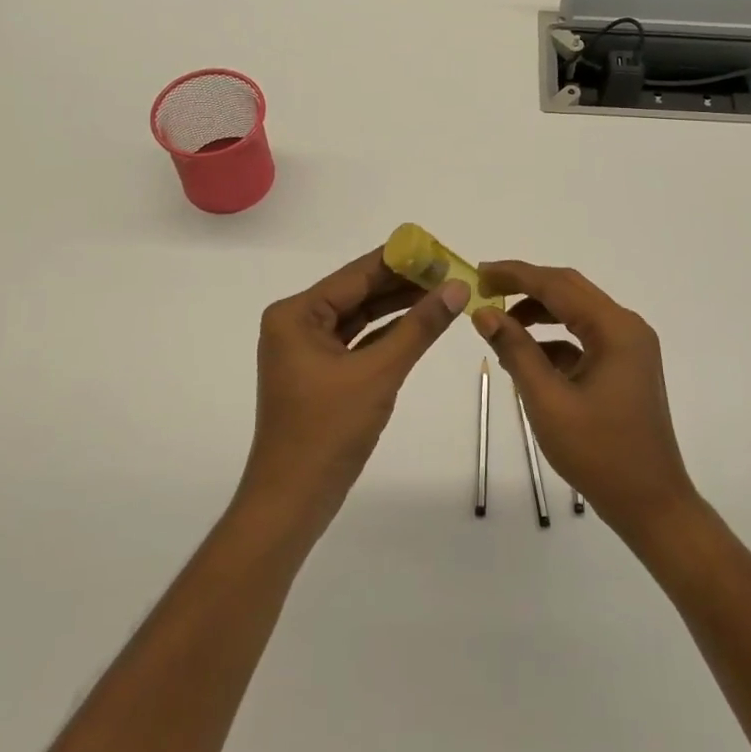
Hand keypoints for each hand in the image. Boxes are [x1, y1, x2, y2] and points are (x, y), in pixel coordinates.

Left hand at [242, 247, 468, 534]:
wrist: (292, 501)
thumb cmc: (328, 431)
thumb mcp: (379, 373)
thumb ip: (419, 327)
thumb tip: (457, 287)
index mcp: (296, 314)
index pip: (356, 274)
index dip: (401, 260)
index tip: (440, 250)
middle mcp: (296, 324)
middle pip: (358, 292)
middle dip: (403, 284)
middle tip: (451, 272)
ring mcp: (306, 350)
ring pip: (360, 318)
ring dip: (399, 308)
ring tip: (444, 293)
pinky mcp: (319, 373)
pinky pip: (358, 343)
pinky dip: (387, 335)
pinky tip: (421, 324)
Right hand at [472, 261, 699, 544]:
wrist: (651, 505)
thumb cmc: (599, 453)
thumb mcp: (548, 401)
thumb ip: (516, 351)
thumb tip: (484, 313)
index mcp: (615, 329)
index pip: (558, 285)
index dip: (516, 275)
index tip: (479, 273)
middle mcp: (626, 328)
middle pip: (569, 291)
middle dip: (525, 287)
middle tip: (484, 289)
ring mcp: (628, 347)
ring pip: (575, 313)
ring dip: (538, 313)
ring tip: (498, 323)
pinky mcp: (623, 367)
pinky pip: (583, 338)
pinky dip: (553, 340)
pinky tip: (524, 357)